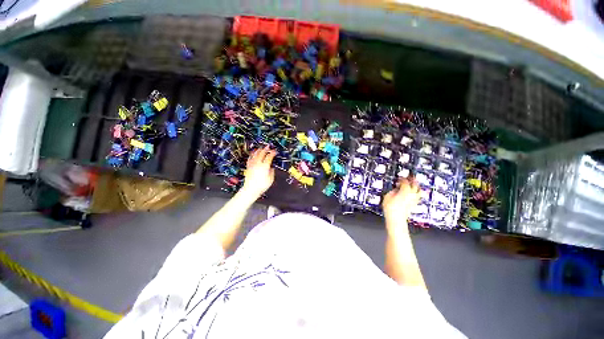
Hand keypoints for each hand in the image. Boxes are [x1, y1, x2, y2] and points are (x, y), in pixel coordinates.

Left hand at [241, 146, 276, 199]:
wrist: (251, 189)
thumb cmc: (262, 185)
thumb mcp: (271, 179)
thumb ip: (272, 172)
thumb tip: (271, 168)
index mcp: (265, 166)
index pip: (269, 157)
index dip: (273, 153)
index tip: (275, 151)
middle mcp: (258, 163)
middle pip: (262, 153)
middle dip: (266, 149)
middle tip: (268, 146)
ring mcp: (252, 164)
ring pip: (255, 154)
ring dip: (259, 150)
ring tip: (261, 148)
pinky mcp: (248, 167)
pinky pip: (250, 158)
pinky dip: (252, 154)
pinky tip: (253, 154)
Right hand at [383, 178, 420, 225]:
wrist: (396, 219)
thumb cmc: (391, 208)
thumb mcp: (388, 196)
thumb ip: (393, 190)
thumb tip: (396, 188)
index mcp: (405, 190)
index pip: (405, 181)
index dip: (402, 178)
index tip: (399, 178)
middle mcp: (412, 194)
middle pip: (415, 184)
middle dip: (412, 180)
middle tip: (410, 177)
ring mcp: (414, 200)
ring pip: (419, 190)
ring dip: (417, 186)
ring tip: (414, 184)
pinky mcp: (414, 204)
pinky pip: (418, 196)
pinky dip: (416, 193)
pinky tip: (413, 193)